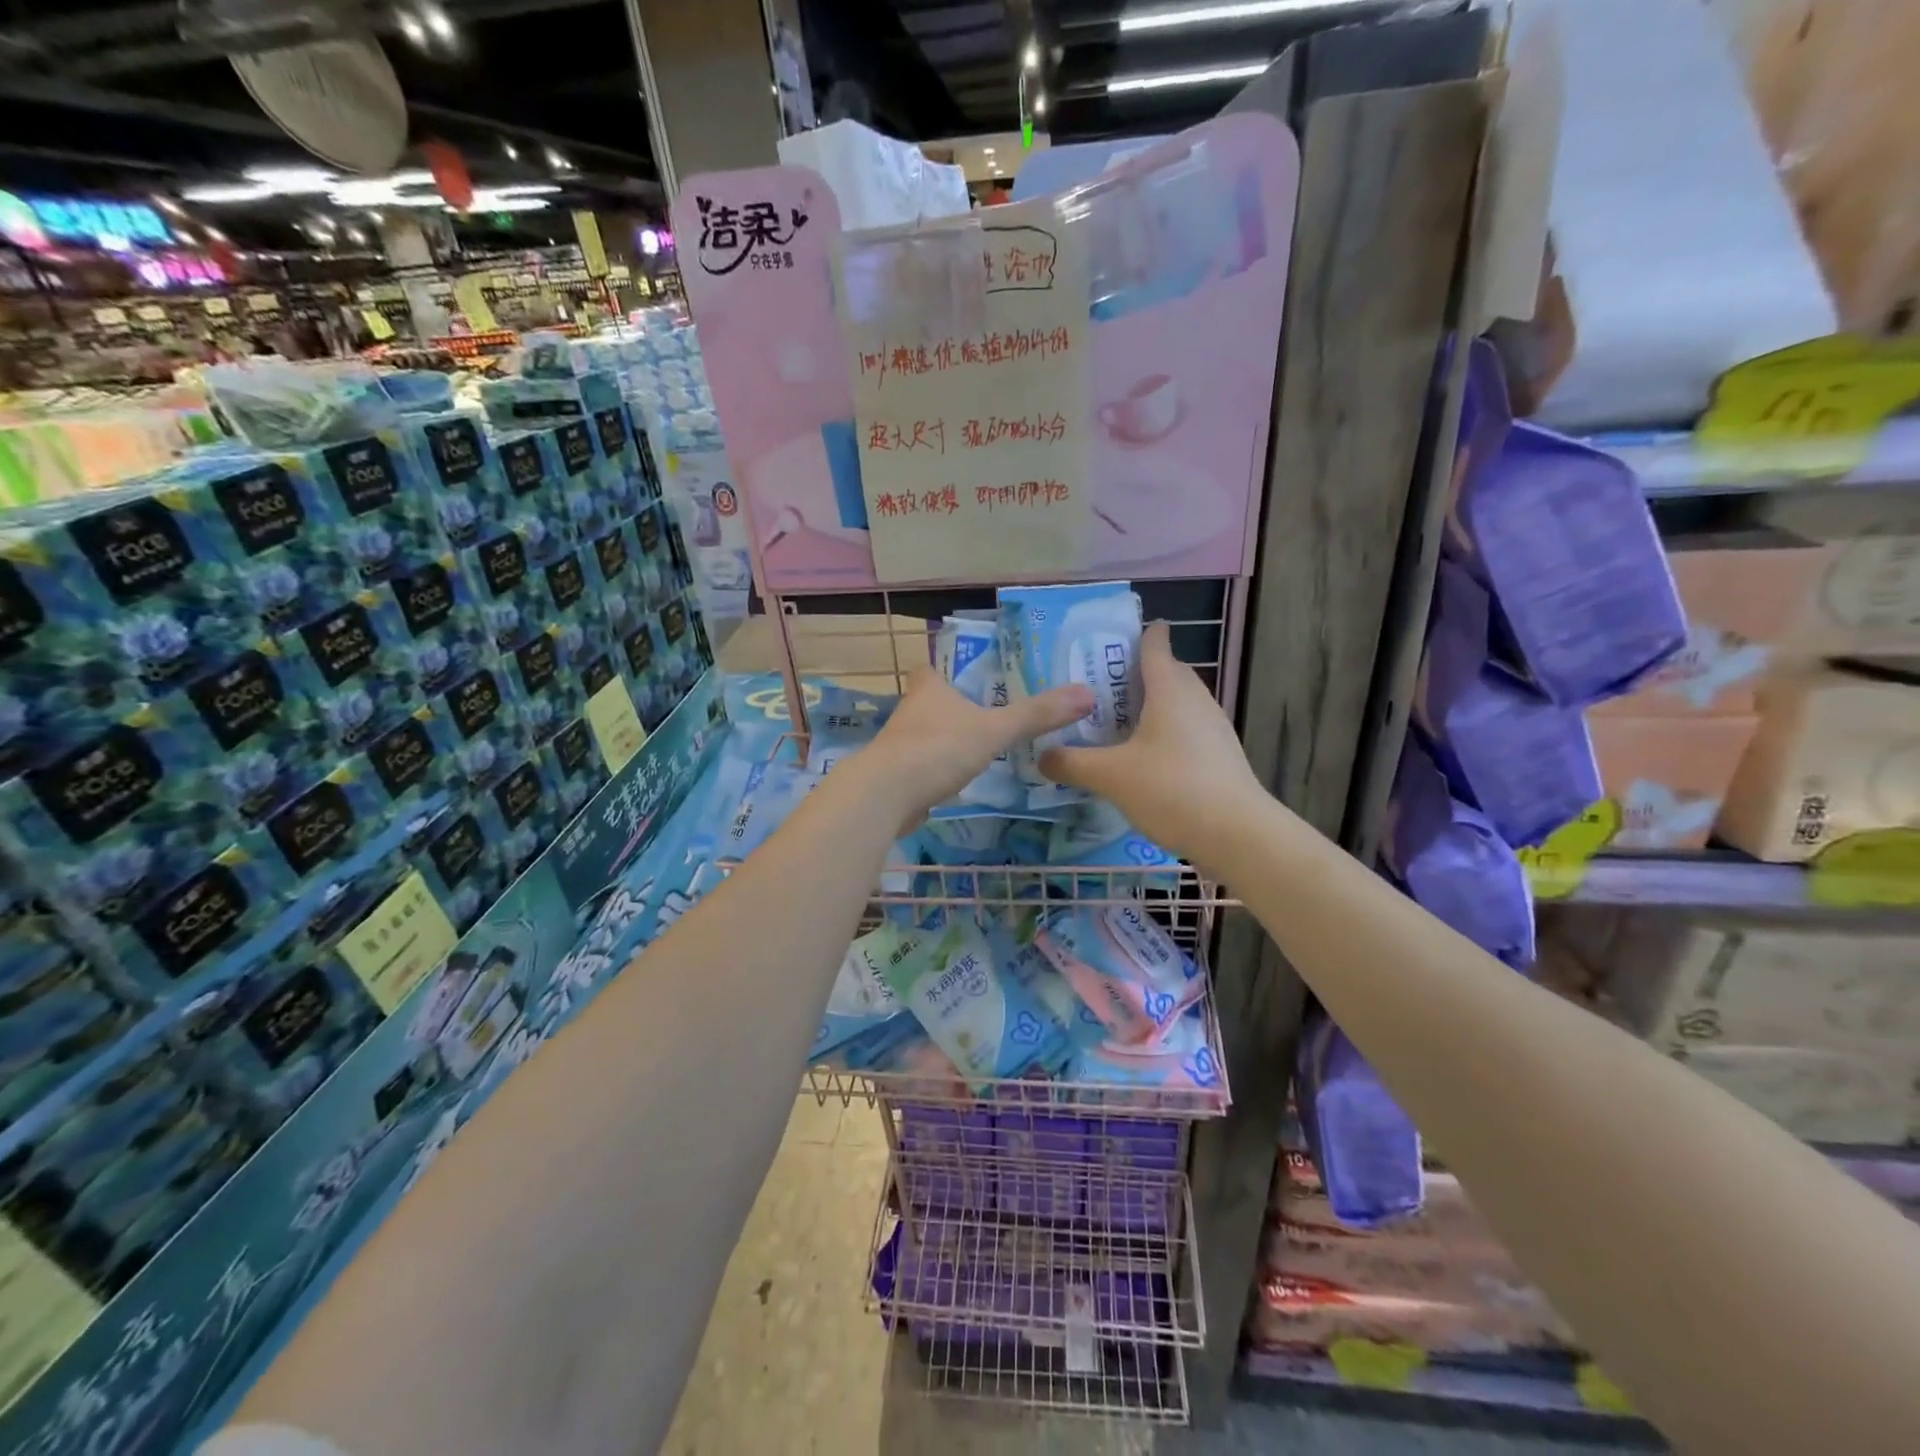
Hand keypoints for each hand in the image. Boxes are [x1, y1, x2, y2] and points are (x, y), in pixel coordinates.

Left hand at [858, 668, 1095, 821]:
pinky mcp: (896, 776)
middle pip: (931, 701)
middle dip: (953, 706)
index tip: (969, 674)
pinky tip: (959, 779)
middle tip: (989, 711)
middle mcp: (910, 711)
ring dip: (946, 739)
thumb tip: (1087, 694)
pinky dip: (938, 769)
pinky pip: (922, 766)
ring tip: (981, 746)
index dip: (945, 668)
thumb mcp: (994, 730)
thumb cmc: (938, 750)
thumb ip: (1037, 715)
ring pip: (926, 734)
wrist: (885, 796)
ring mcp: (899, 745)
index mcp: (929, 689)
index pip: (930, 667)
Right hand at [1038, 622, 1262, 867]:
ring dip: (1153, 706)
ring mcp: (1214, 728)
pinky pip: (1188, 730)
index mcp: (1170, 690)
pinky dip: (1165, 732)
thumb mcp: (1111, 777)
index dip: (1138, 635)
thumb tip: (1041, 756)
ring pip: (1179, 703)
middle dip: (1138, 674)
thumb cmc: (1172, 790)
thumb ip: (1072, 763)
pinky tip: (1145, 758)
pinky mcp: (1221, 755)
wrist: (1238, 835)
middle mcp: (1196, 700)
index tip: (1114, 637)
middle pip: (1168, 672)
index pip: (1155, 646)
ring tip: (1118, 723)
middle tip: (1101, 688)